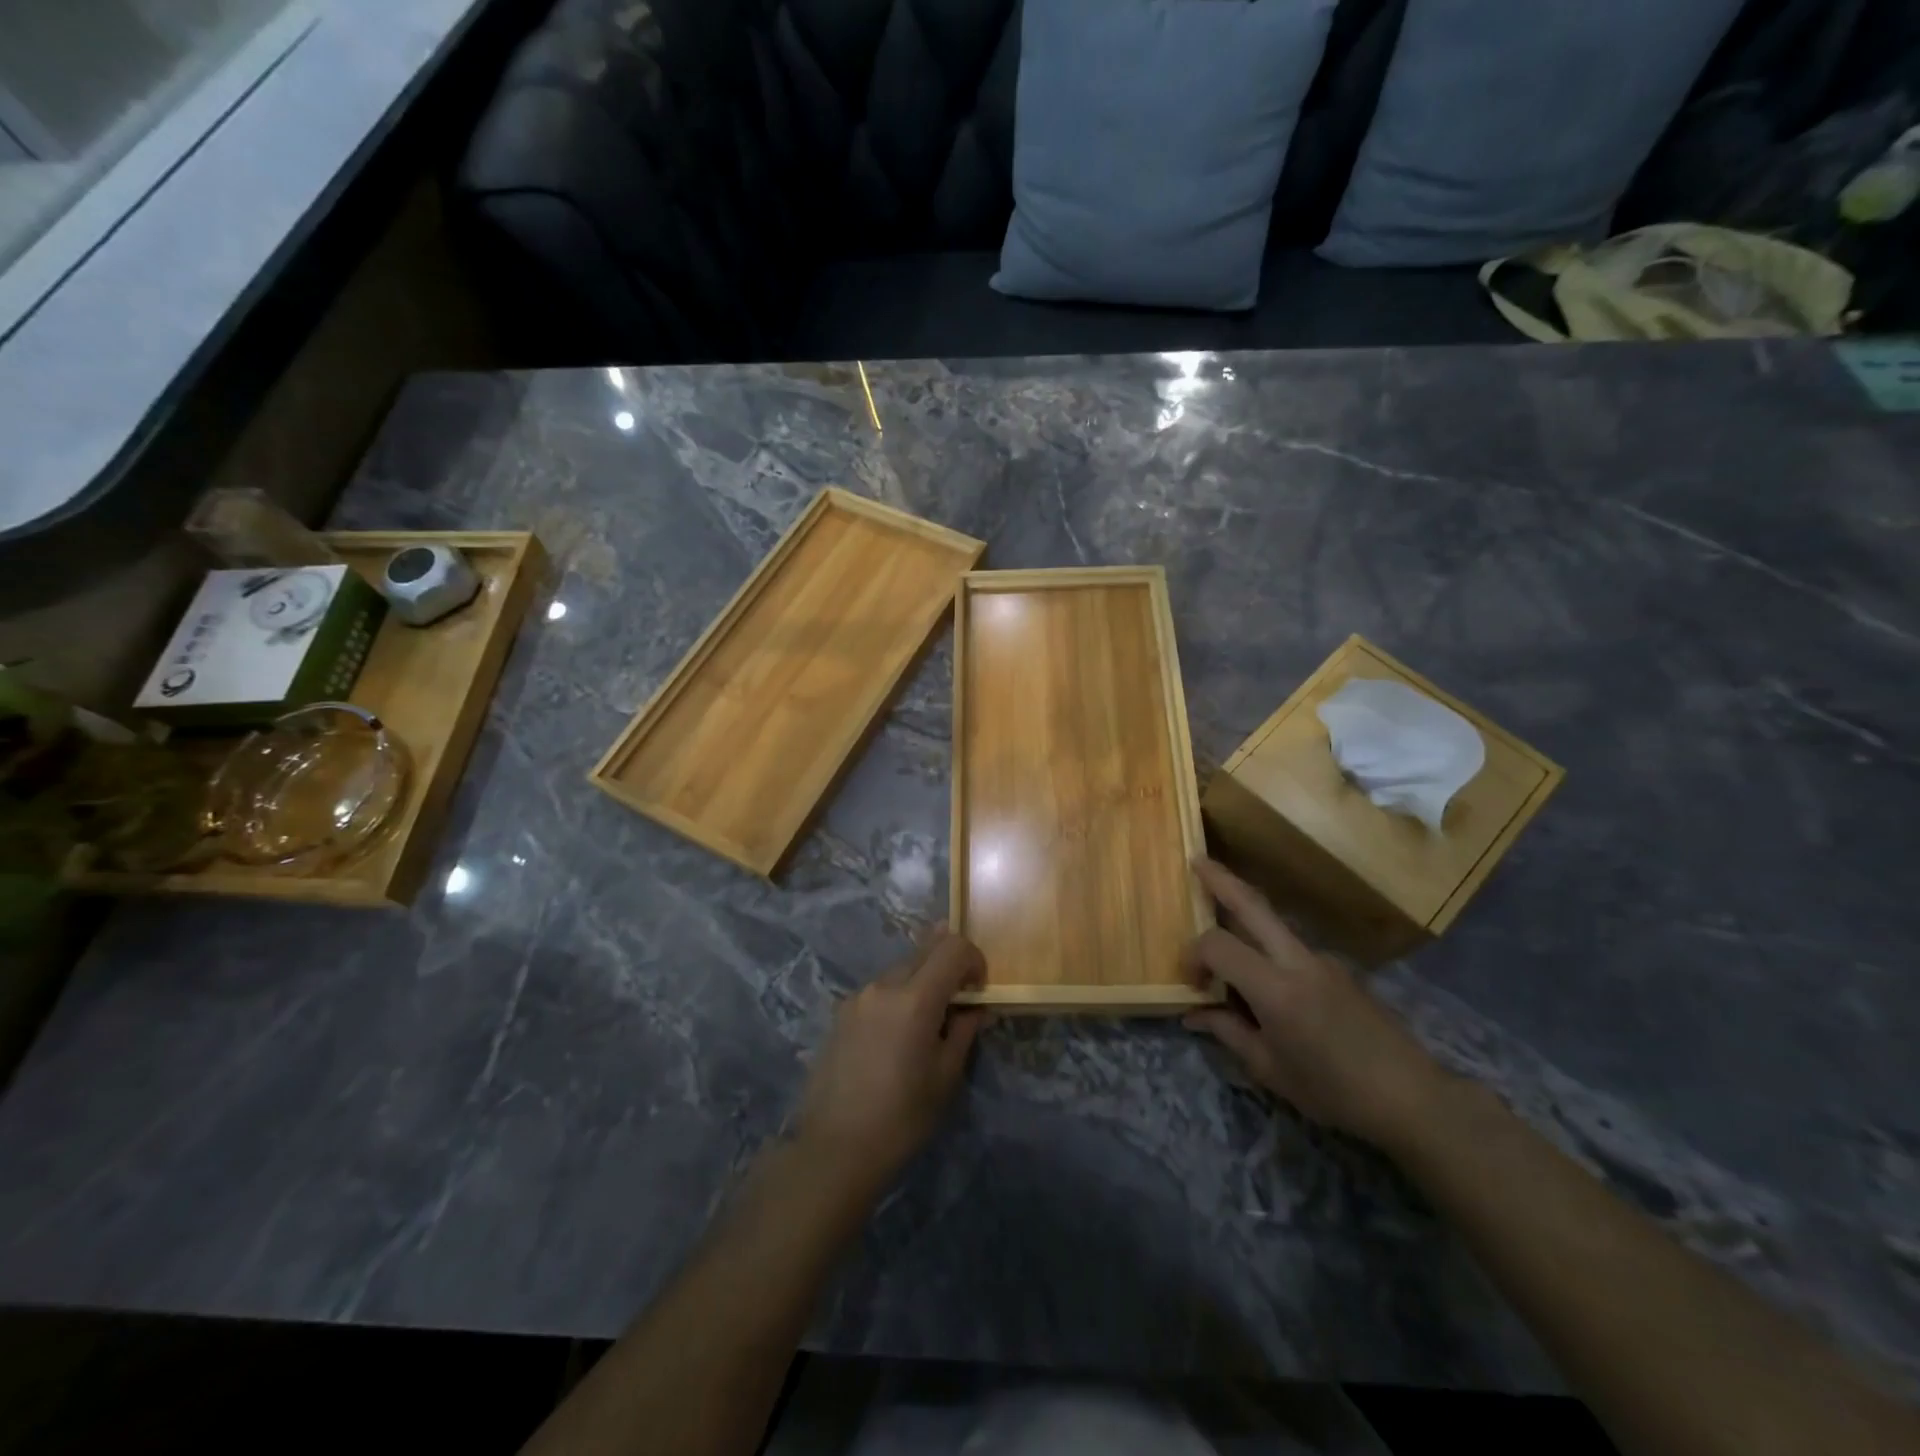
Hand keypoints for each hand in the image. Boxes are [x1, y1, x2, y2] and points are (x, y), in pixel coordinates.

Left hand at [795, 932, 991, 1194]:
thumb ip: (965, 1030)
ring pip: (901, 969)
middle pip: (925, 951)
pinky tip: (896, 1038)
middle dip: (948, 967)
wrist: (835, 1148)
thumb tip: (976, 1008)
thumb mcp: (946, 1076)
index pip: (952, 947)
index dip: (973, 960)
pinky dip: (898, 998)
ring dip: (922, 983)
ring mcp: (858, 996)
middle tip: (958, 1004)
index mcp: (914, 998)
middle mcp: (884, 985)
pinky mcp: (841, 1012)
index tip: (978, 990)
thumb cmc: (902, 1117)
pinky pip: (879, 990)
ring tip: (925, 1027)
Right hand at [1183, 858, 1446, 1148]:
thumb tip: (1193, 1015)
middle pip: (1253, 905)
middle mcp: (1298, 961)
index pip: (1218, 945)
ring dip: (1244, 911)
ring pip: (1274, 922)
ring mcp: (1323, 960)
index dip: (1194, 955)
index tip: (1191, 982)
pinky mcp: (1339, 969)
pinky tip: (1264, 979)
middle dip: (1221, 879)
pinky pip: (1292, 947)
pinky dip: (1267, 946)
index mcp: (1276, 989)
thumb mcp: (1270, 1069)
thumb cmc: (1334, 1091)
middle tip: (1196, 861)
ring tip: (1222, 921)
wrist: (1413, 1098)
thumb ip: (1228, 1032)